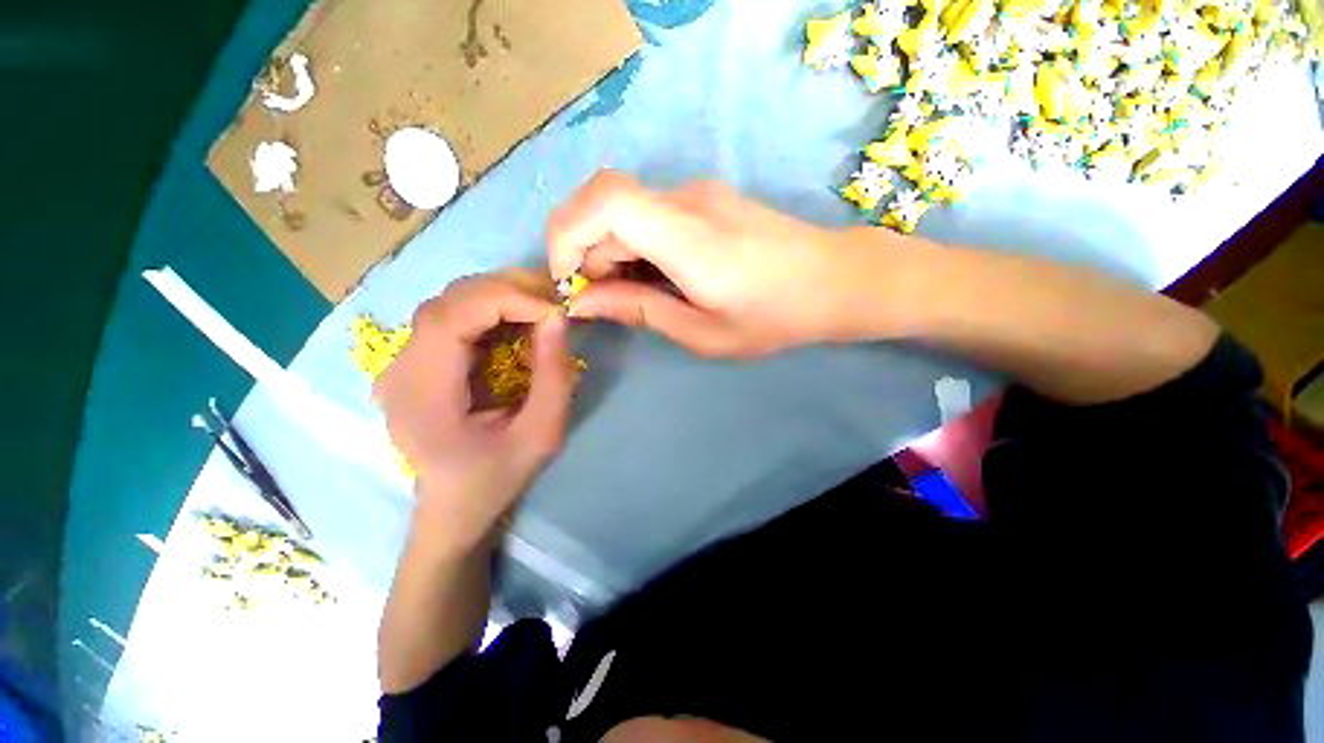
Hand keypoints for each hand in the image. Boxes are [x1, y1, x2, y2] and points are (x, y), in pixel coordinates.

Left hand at [374, 270, 576, 552]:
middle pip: (448, 301)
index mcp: (422, 395)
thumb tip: (558, 317)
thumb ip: (553, 377)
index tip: (554, 310)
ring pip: (450, 302)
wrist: (454, 507)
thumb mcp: (541, 435)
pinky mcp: (417, 362)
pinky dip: (492, 309)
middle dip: (507, 290)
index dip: (505, 299)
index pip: (450, 318)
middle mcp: (400, 370)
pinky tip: (520, 319)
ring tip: (543, 305)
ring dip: (501, 295)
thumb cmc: (497, 478)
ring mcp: (403, 363)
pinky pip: (454, 318)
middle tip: (555, 299)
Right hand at [546, 170, 907, 356]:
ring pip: (623, 208)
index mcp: (687, 237)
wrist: (834, 280)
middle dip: (584, 251)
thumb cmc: (773, 317)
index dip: (567, 233)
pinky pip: (648, 213)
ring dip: (608, 249)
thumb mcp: (702, 331)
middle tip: (601, 298)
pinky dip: (631, 243)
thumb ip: (639, 310)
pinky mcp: (705, 200)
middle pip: (604, 202)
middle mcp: (686, 200)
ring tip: (629, 292)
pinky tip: (652, 275)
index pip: (602, 201)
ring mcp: (697, 194)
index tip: (568, 280)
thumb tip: (584, 300)